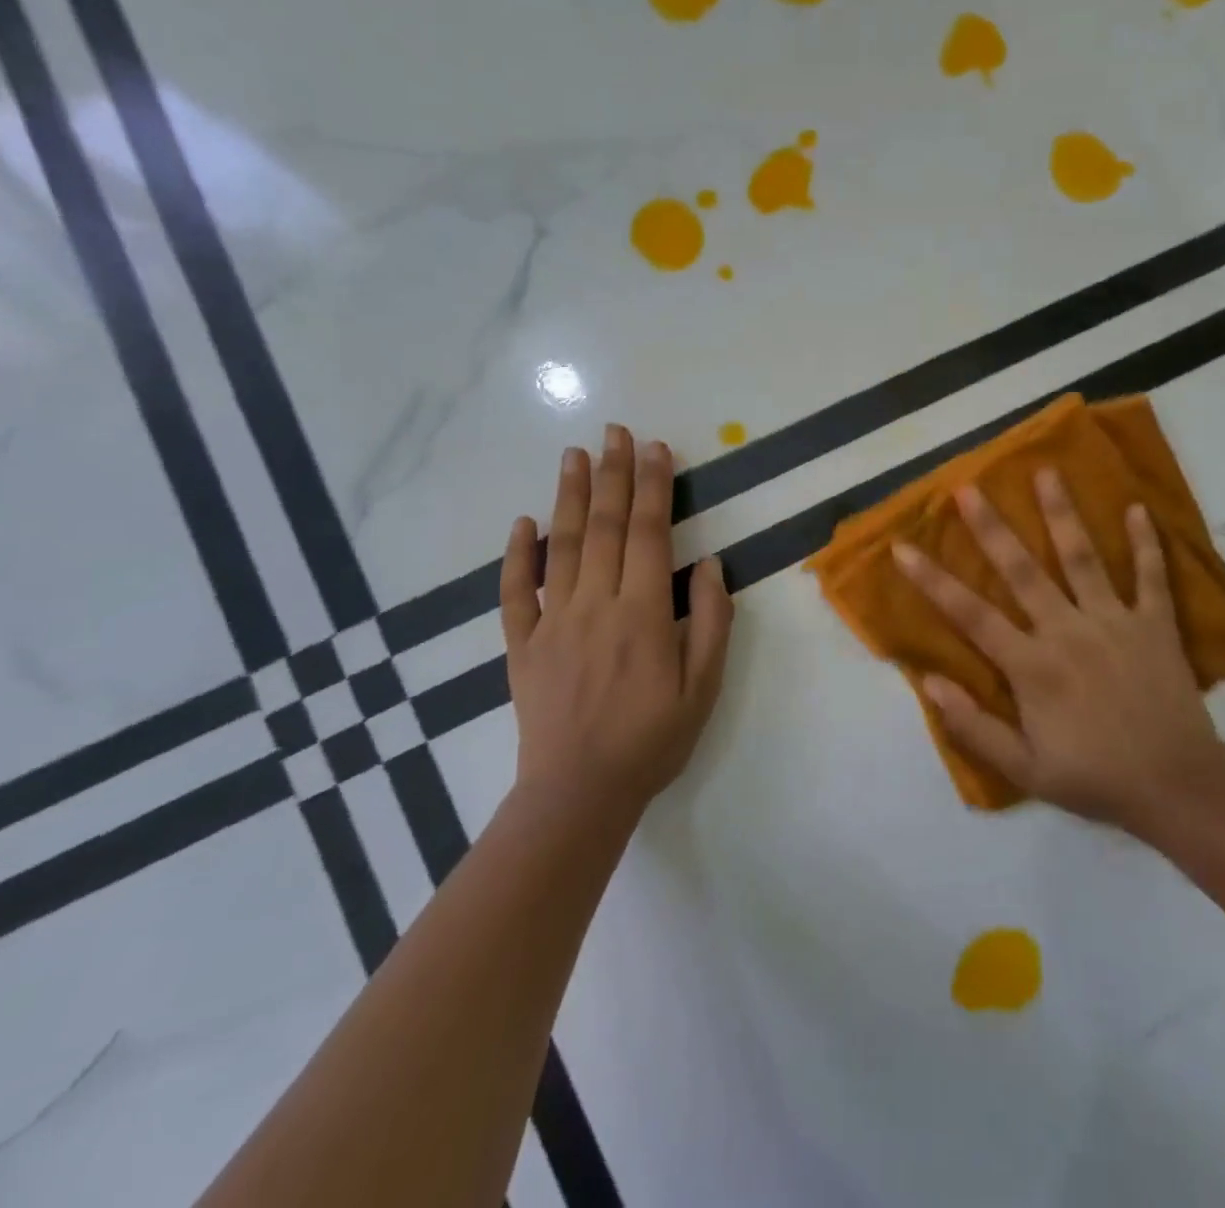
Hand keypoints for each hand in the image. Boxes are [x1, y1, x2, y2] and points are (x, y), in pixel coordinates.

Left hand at [500, 424, 733, 812]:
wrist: (578, 795)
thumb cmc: (651, 741)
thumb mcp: (703, 688)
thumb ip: (710, 622)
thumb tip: (708, 563)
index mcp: (642, 614)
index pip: (647, 533)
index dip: (653, 487)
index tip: (656, 448)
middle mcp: (594, 605)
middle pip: (603, 526)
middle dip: (613, 474)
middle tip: (615, 431)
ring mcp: (552, 622)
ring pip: (560, 546)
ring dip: (568, 496)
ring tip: (574, 454)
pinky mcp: (522, 645)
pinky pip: (514, 592)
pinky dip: (516, 554)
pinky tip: (522, 523)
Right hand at [893, 470, 1224, 833]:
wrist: (1177, 787)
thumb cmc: (1094, 778)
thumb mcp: (1024, 770)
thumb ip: (973, 726)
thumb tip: (928, 682)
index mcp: (1032, 665)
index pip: (970, 614)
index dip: (932, 580)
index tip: (903, 547)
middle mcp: (1067, 631)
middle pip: (1022, 571)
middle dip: (992, 528)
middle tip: (969, 488)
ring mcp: (1114, 622)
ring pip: (1083, 559)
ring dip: (1062, 514)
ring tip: (1047, 472)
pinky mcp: (1155, 625)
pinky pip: (1151, 577)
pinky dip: (1146, 543)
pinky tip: (1138, 509)